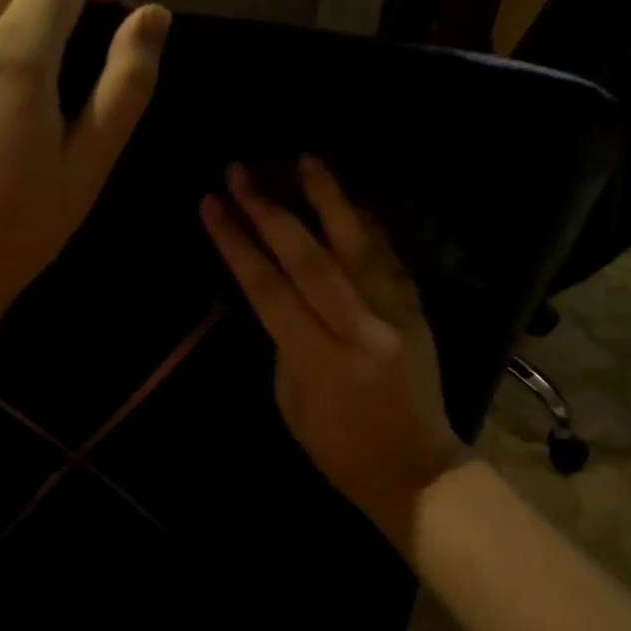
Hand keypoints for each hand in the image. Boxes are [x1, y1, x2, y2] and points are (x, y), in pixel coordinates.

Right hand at [200, 157, 472, 543]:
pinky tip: (349, 200)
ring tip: (305, 159)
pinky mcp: (418, 311)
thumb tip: (279, 294)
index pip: (269, 289)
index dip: (236, 244)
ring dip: (329, 199)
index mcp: (320, 360)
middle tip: (242, 171)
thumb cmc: (339, 450)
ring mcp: (396, 316)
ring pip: (358, 246)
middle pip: (310, 258)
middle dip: (270, 211)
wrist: (416, 471)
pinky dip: (368, 226)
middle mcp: (360, 329)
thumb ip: (284, 342)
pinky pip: (391, 258)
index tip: (212, 204)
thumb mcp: (291, 402)